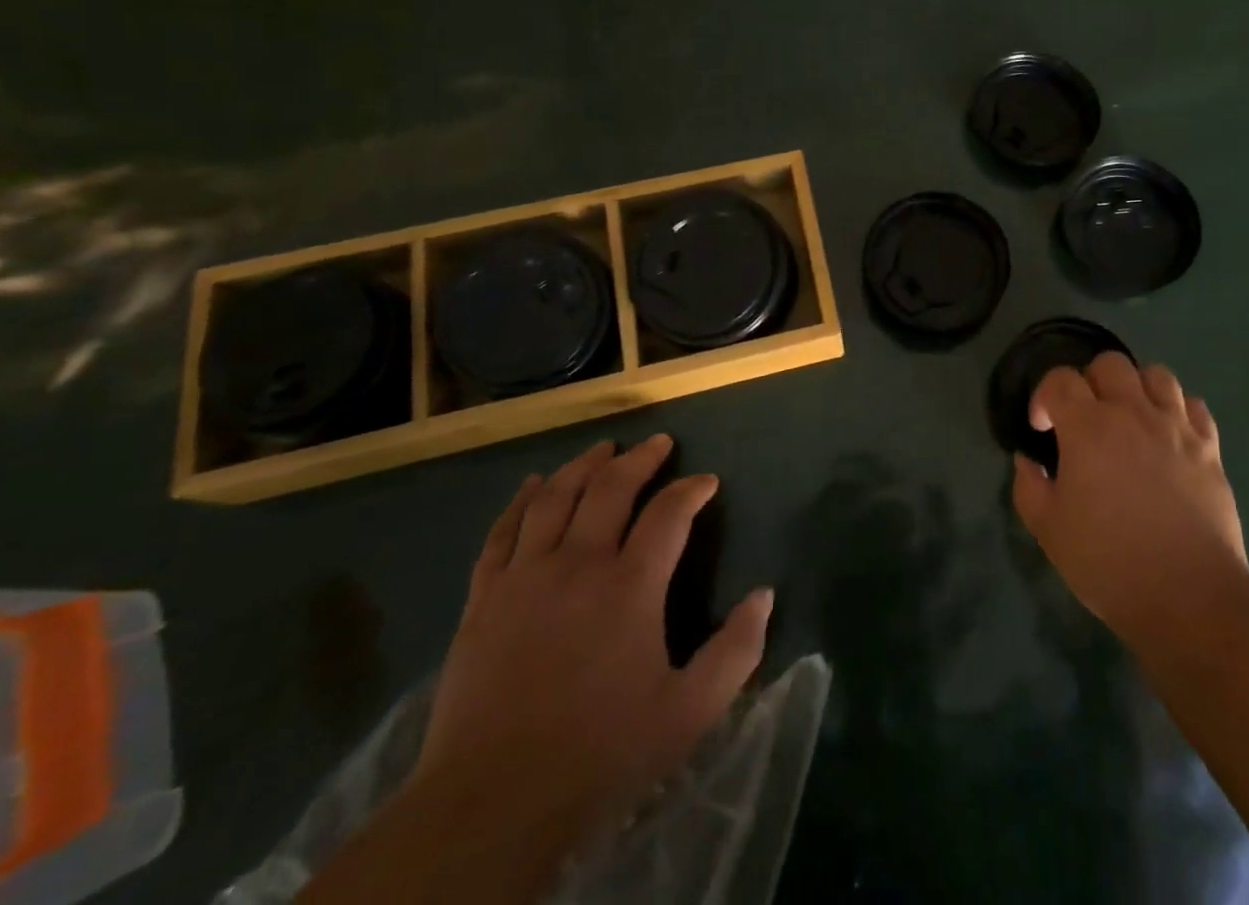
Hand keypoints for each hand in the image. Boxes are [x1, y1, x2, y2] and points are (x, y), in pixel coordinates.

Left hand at [415, 436, 772, 829]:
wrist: (489, 805)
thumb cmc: (599, 754)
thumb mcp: (688, 712)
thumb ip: (736, 650)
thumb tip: (765, 594)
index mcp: (631, 585)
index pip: (670, 512)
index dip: (692, 489)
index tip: (707, 482)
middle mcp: (578, 564)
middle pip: (611, 488)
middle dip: (640, 459)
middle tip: (659, 443)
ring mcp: (525, 577)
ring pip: (556, 497)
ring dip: (583, 466)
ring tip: (602, 449)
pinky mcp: (483, 599)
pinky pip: (502, 532)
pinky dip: (521, 501)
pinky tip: (533, 485)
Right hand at [1012, 354, 1248, 652]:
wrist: (1189, 597)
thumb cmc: (1109, 563)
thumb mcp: (1049, 530)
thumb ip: (1029, 487)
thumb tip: (1028, 461)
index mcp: (1088, 427)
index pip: (1060, 379)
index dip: (1044, 397)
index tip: (1042, 429)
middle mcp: (1133, 413)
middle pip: (1110, 364)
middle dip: (1090, 382)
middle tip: (1086, 419)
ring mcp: (1176, 427)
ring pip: (1157, 375)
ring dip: (1137, 388)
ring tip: (1130, 419)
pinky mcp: (1210, 448)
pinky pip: (1195, 406)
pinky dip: (1178, 411)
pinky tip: (1169, 436)